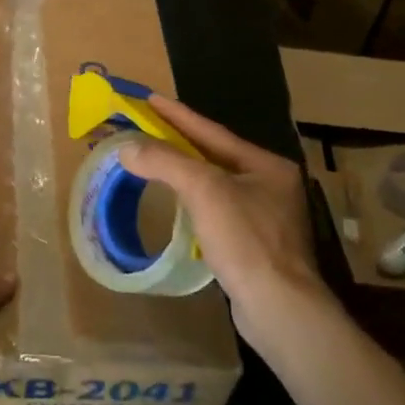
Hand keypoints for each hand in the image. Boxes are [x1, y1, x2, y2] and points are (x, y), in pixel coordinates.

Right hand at [118, 94, 331, 339]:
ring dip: (184, 173)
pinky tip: (176, 204)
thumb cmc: (245, 239)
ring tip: (155, 161)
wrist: (277, 306)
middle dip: (180, 143)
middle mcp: (270, 185)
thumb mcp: (204, 190)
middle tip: (146, 128)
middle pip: (215, 156)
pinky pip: (216, 211)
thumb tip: (126, 147)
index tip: (150, 98)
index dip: (178, 115)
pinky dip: (192, 202)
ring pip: (215, 184)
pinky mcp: (254, 245)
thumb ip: (165, 162)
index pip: (212, 132)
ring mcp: (265, 217)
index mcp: (266, 165)